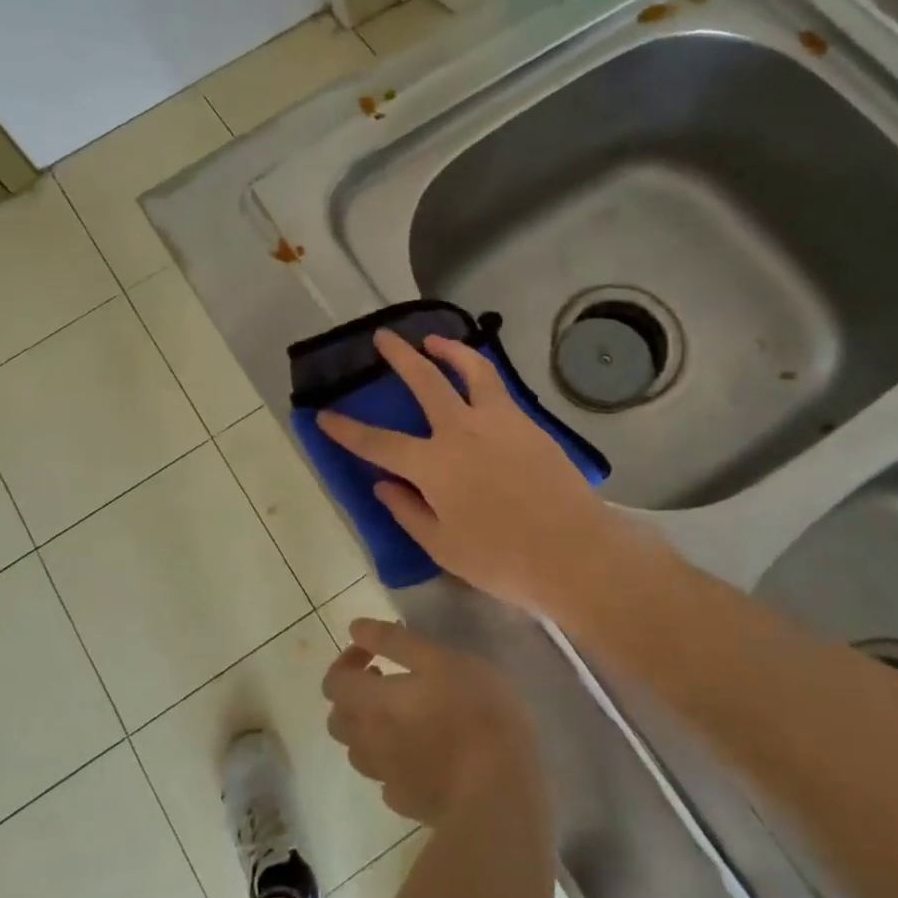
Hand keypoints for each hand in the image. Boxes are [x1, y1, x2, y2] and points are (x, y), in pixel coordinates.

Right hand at [315, 329, 614, 609]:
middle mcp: (461, 431)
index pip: (379, 443)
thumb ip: (408, 511)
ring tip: (434, 339)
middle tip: (383, 337)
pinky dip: (480, 372)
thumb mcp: (442, 547)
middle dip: (399, 356)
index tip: (323, 414)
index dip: (347, 429)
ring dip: (448, 349)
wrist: (574, 552)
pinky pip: (498, 387)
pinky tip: (476, 377)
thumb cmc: (502, 560)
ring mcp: (499, 422)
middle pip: (424, 382)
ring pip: (471, 370)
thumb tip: (383, 485)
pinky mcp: (528, 424)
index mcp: (433, 465)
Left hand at [323, 619, 538, 823]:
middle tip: (385, 683)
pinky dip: (392, 762)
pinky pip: (385, 780)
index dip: (347, 661)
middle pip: (338, 719)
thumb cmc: (476, 712)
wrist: (500, 791)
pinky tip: (420, 755)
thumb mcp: (441, 659)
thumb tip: (355, 628)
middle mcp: (370, 742)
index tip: (373, 655)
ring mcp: (387, 778)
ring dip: (368, 729)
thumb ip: (395, 642)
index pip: (334, 682)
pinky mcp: (408, 804)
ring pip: (358, 751)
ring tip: (401, 718)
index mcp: (374, 704)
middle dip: (353, 696)